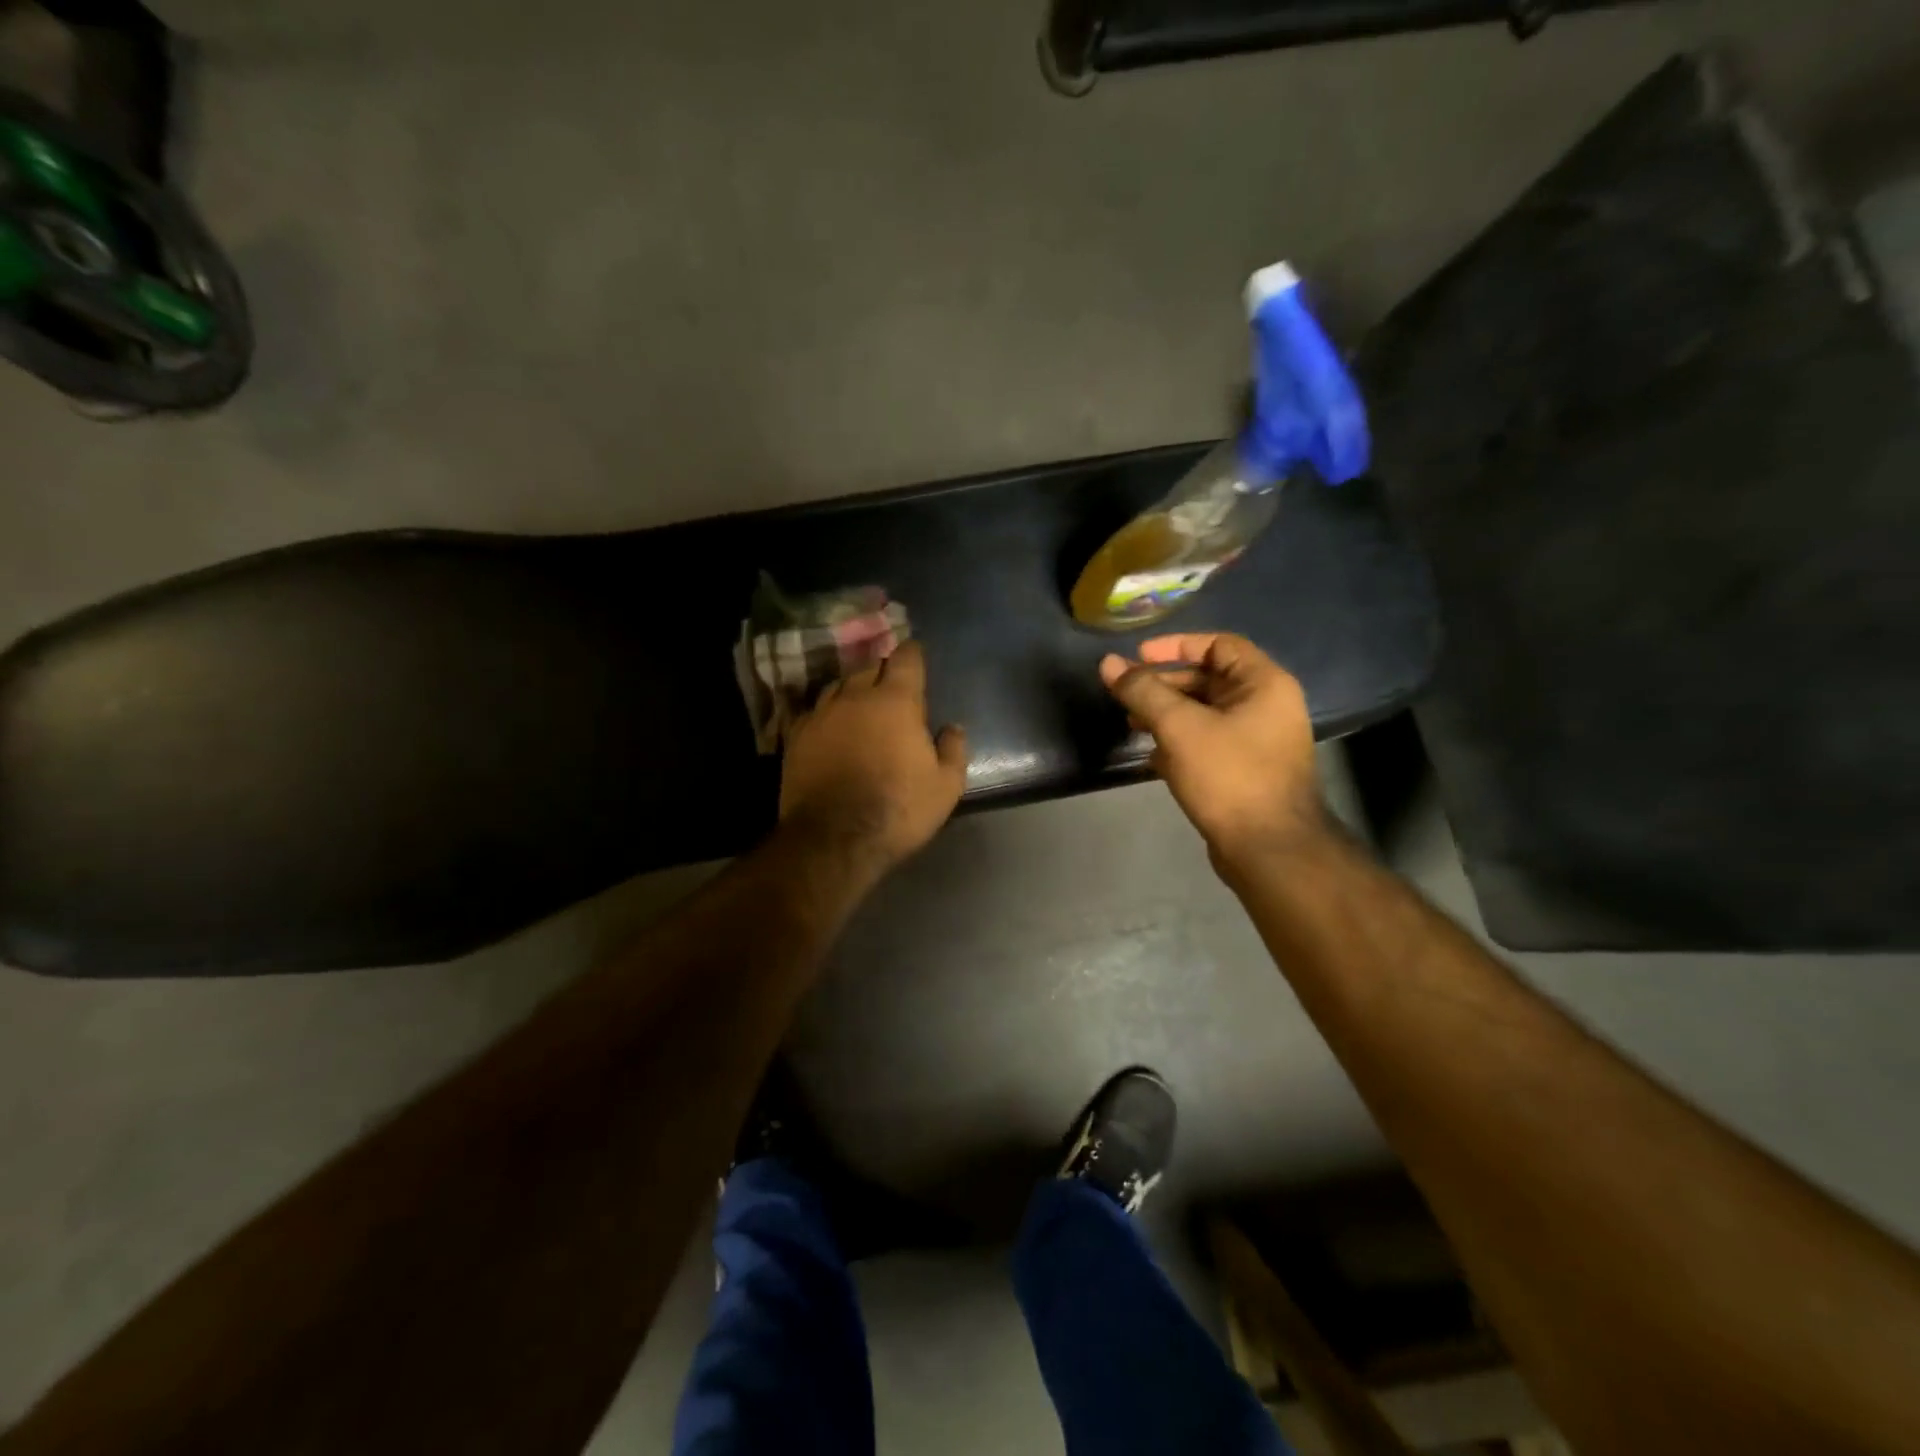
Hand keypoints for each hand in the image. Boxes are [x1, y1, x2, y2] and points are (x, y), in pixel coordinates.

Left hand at [780, 641, 967, 870]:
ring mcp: (820, 714)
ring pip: (837, 686)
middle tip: (892, 685)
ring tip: (860, 704)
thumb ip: (953, 750)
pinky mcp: (795, 736)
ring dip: (852, 690)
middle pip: (869, 667)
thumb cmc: (898, 809)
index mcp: (895, 701)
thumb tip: (954, 728)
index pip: (906, 658)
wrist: (833, 839)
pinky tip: (831, 727)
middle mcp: (854, 696)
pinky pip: (814, 711)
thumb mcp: (945, 786)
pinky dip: (827, 714)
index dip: (913, 654)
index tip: (916, 656)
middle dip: (882, 671)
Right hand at [1099, 633, 1328, 869]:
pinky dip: (1180, 742)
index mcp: (1264, 684)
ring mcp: (1259, 741)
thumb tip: (1108, 663)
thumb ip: (1142, 691)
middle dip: (1164, 685)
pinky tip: (1153, 757)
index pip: (1219, 644)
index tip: (1137, 657)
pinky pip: (1209, 742)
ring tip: (1132, 724)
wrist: (1268, 849)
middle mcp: (1267, 706)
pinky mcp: (1246, 770)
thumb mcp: (1179, 727)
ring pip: (1205, 713)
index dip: (1175, 646)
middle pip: (1209, 679)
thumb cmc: (1228, 776)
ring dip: (1167, 715)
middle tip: (1126, 694)